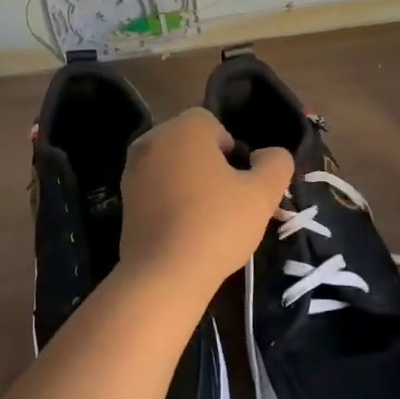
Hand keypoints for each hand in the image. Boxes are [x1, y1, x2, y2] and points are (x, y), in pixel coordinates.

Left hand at [120, 108, 293, 292]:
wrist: (164, 275)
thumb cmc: (217, 225)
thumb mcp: (263, 194)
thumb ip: (276, 164)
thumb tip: (268, 155)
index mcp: (183, 128)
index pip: (213, 123)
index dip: (233, 150)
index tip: (241, 182)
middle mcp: (152, 141)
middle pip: (190, 144)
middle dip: (211, 165)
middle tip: (230, 201)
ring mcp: (132, 171)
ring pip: (172, 167)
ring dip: (191, 183)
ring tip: (208, 219)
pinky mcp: (123, 201)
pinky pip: (156, 189)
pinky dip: (171, 201)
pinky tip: (185, 230)